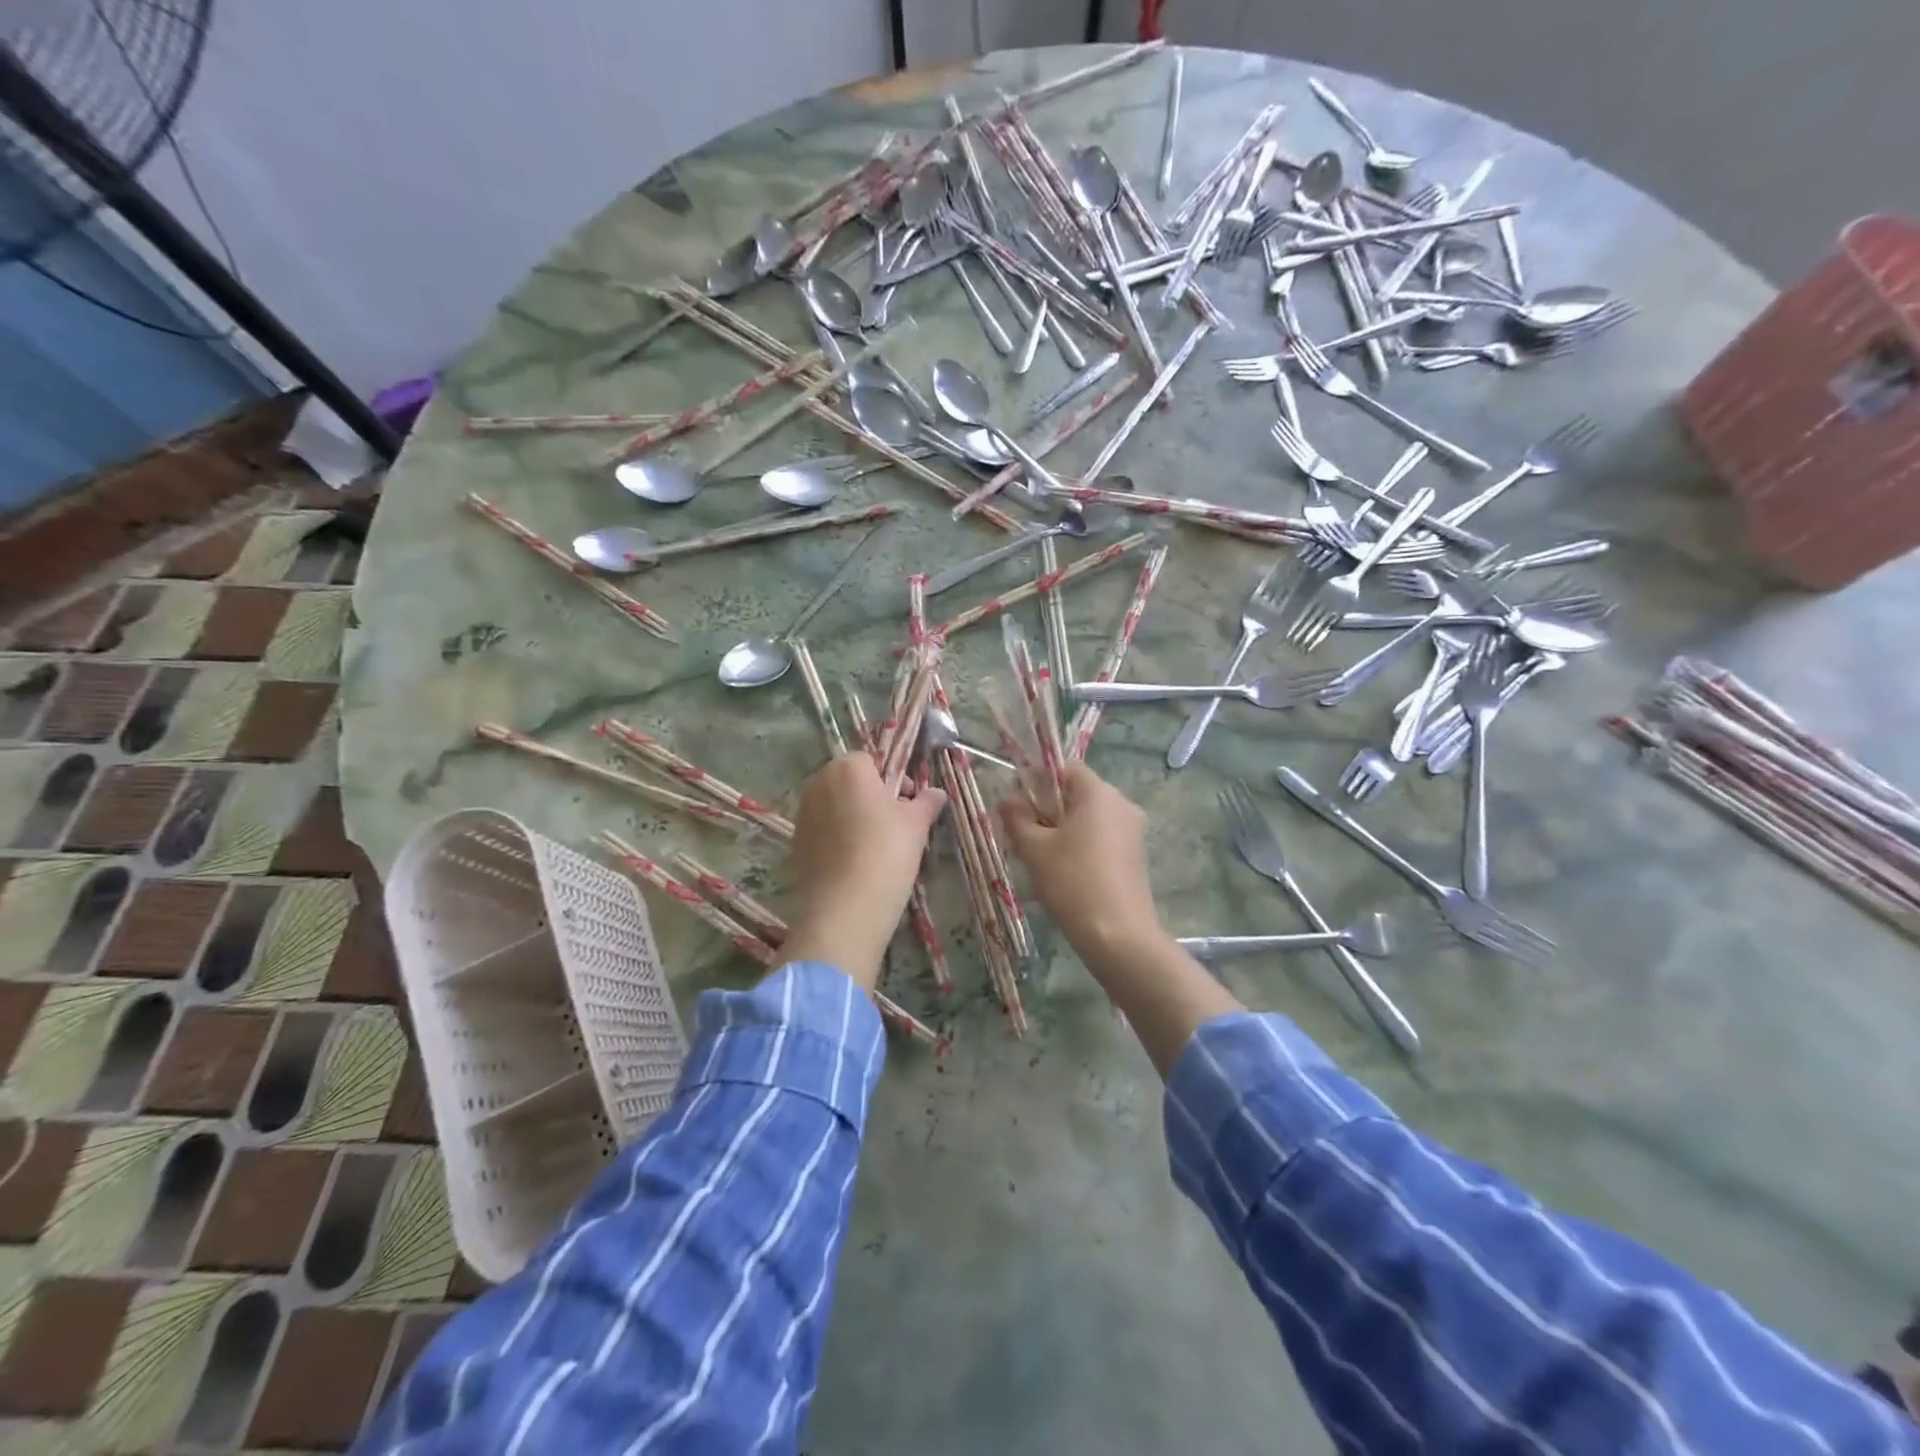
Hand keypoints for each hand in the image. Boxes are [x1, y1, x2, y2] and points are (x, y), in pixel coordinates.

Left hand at [779, 753, 945, 988]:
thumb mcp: (916, 825)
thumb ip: (926, 802)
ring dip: (854, 816)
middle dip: (872, 796)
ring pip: (835, 805)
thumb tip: (936, 793)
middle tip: (896, 824)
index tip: (909, 804)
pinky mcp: (795, 841)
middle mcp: (819, 782)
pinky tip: (856, 862)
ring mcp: (803, 812)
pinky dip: (838, 837)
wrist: (845, 909)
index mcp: (848, 768)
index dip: (894, 780)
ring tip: (876, 846)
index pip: (873, 761)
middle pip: (850, 780)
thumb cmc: (886, 853)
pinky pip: (823, 829)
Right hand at [1002, 764, 1235, 1074]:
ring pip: (1088, 816)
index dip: (1036, 778)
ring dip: (1062, 828)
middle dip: (1047, 806)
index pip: (1064, 767)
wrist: (1119, 936)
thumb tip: (1007, 800)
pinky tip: (1064, 872)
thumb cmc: (1072, 883)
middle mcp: (1121, 803)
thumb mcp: (1034, 849)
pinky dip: (1080, 844)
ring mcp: (1132, 830)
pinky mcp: (1135, 855)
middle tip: (1023, 832)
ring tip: (1039, 856)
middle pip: (1077, 792)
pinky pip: (1101, 836)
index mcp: (1098, 793)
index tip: (1017, 802)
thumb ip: (1016, 818)